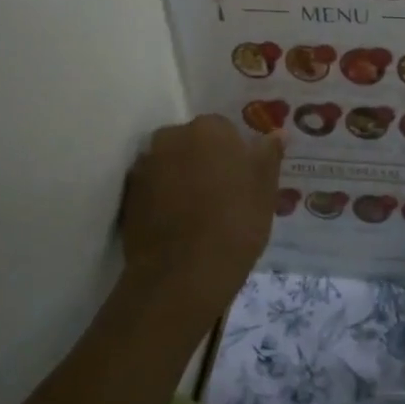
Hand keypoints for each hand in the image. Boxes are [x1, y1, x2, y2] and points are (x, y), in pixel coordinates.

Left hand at [119, 114, 283, 324]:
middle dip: (205, 161)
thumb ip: (269, 155)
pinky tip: (178, 224)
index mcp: (209, 129)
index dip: (236, 155)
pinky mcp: (128, 196)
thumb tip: (276, 134)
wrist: (183, 274)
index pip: (225, 130)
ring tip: (199, 213)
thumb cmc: (235, 223)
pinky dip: (163, 198)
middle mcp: (171, 137)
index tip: (243, 180)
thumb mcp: (265, 190)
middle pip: (193, 143)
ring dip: (183, 178)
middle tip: (222, 195)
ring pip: (171, 165)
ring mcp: (145, 166)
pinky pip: (153, 189)